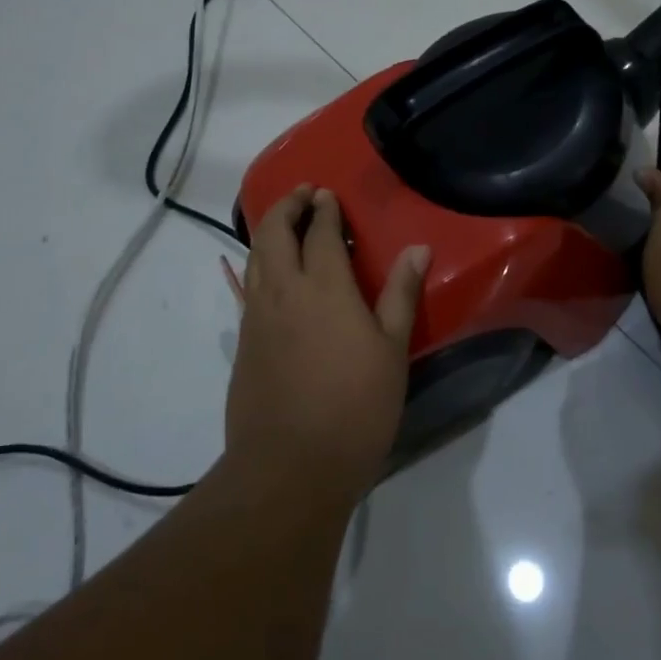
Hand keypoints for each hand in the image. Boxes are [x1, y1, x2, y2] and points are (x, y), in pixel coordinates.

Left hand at [224, 186, 429, 499]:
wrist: (289, 465)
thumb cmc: (355, 407)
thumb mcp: (392, 350)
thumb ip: (401, 294)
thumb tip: (417, 248)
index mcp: (324, 287)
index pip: (320, 233)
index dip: (324, 210)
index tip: (328, 194)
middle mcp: (283, 291)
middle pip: (274, 233)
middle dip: (287, 206)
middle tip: (303, 195)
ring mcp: (257, 317)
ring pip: (255, 257)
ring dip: (268, 231)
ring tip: (285, 223)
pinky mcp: (243, 343)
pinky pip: (249, 287)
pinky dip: (259, 263)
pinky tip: (272, 275)